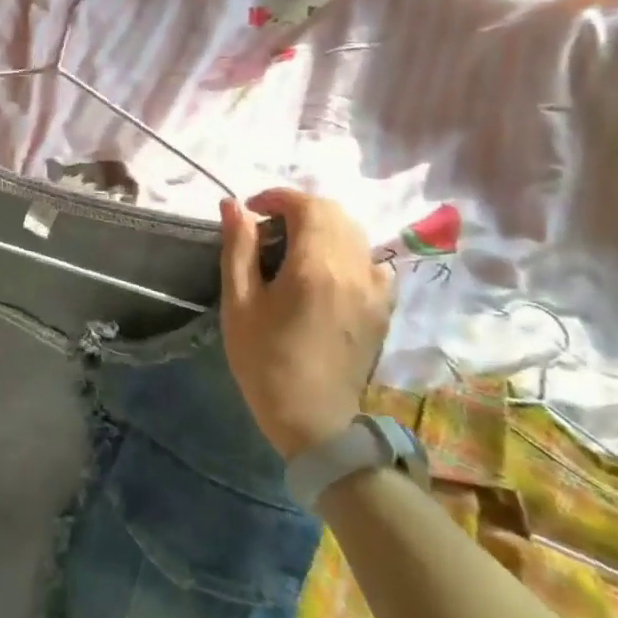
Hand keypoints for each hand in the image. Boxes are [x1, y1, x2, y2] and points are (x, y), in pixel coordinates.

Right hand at [217, 188, 393, 460]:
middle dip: (298, 209)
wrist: (312, 419)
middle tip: (265, 228)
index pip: (307, 206)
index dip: (277, 198)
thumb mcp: (239, 302)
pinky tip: (324, 273)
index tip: (250, 210)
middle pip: (334, 213)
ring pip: (354, 233)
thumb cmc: (263, 359)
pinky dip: (346, 252)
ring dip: (322, 227)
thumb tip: (233, 204)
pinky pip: (372, 261)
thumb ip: (238, 247)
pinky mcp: (384, 307)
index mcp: (316, 267)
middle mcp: (355, 269)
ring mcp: (377, 288)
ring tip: (291, 248)